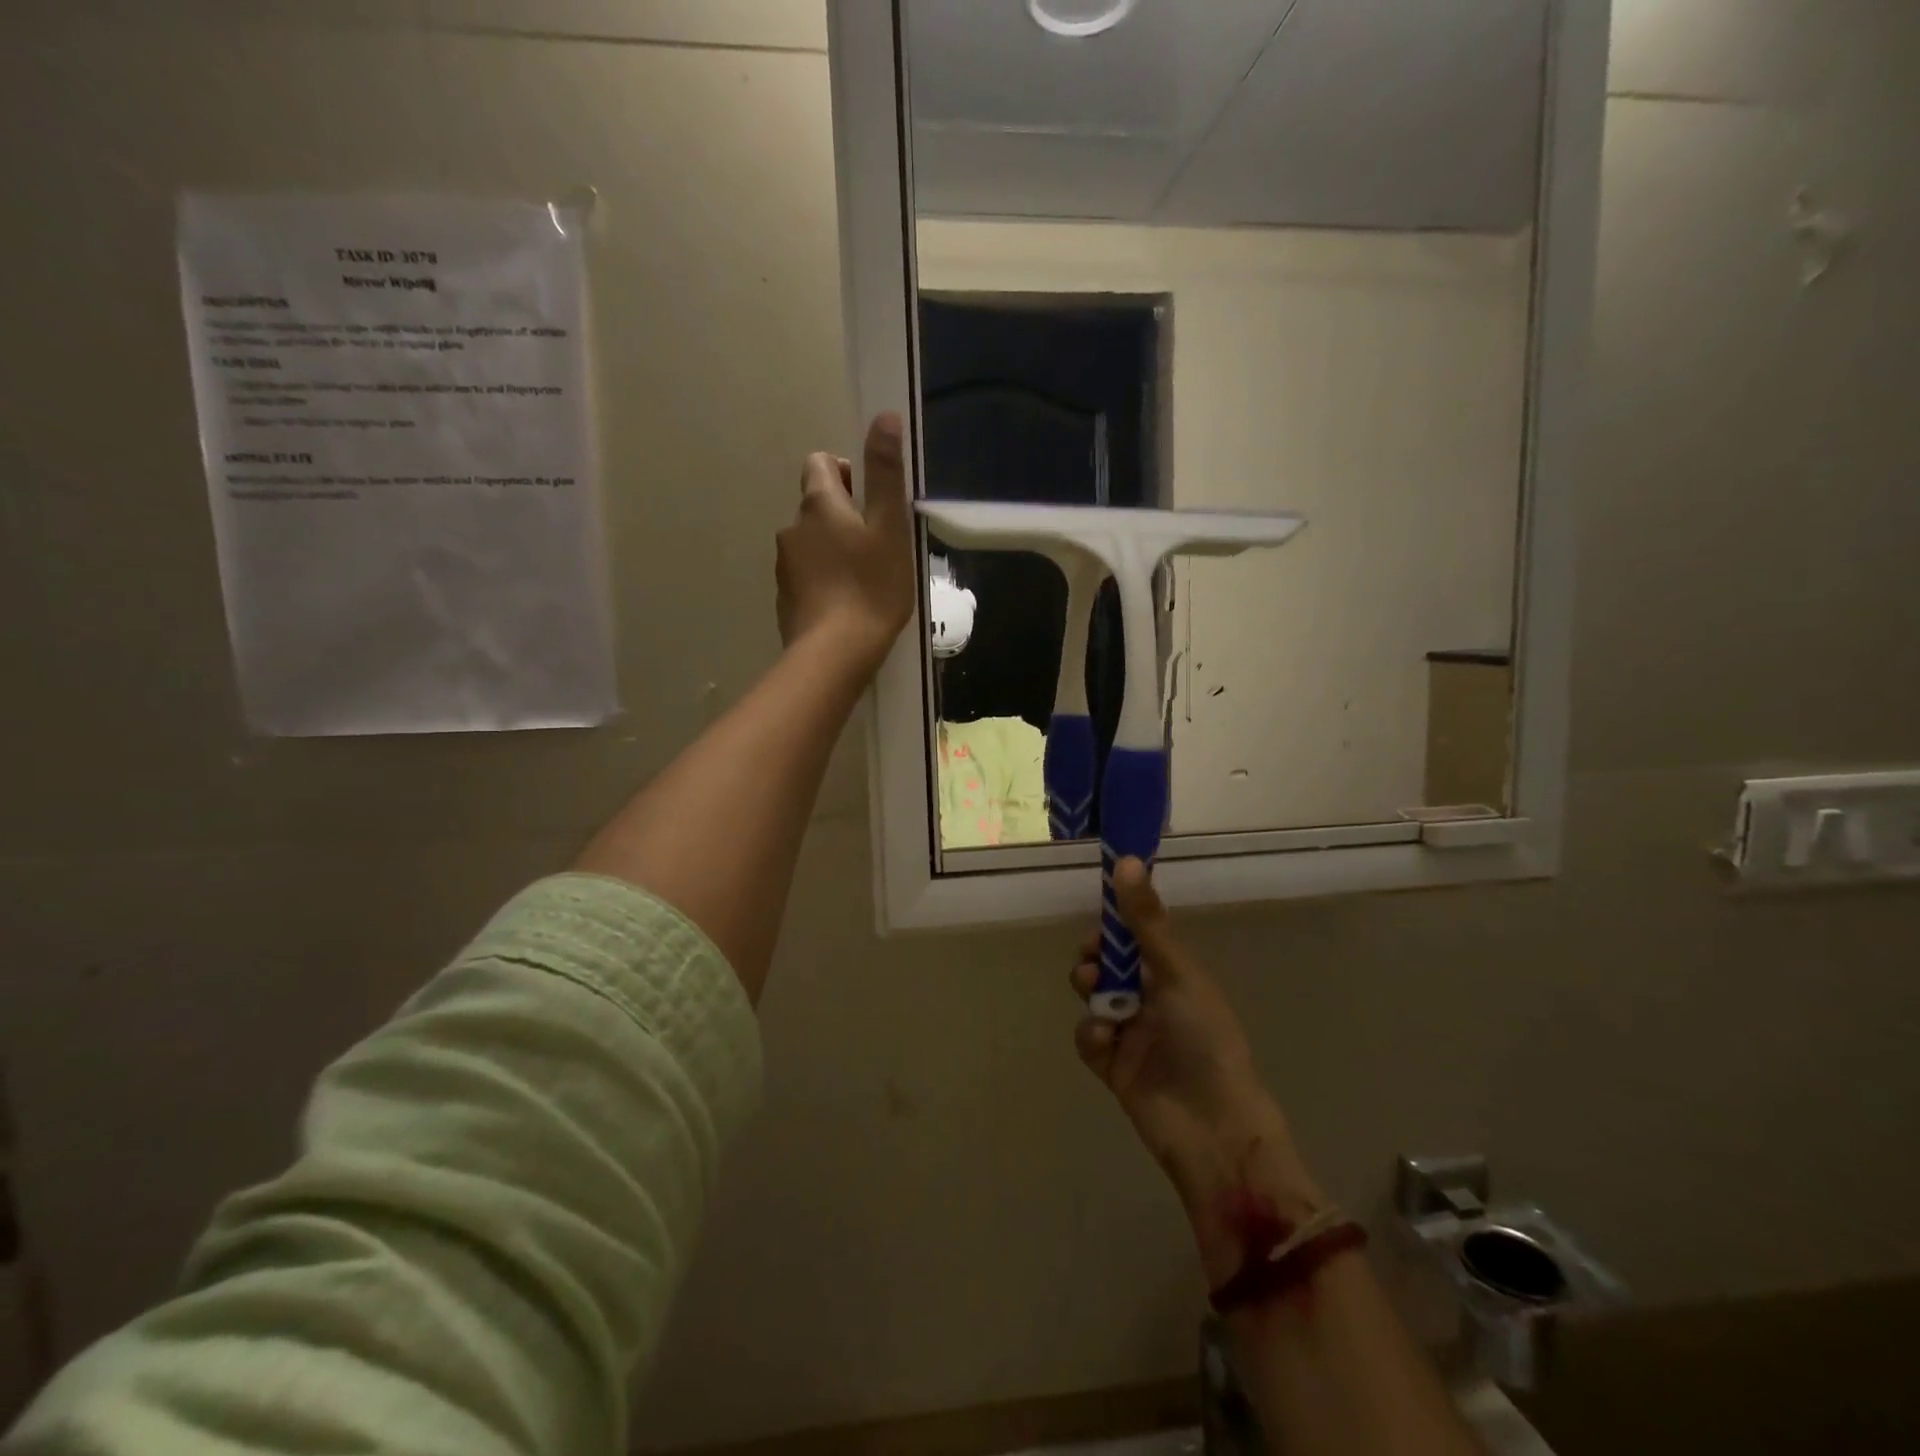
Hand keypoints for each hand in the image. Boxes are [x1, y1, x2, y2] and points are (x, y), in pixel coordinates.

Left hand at [776, 412, 915, 674]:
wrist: (836, 653)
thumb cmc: (872, 587)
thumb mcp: (890, 527)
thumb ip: (885, 473)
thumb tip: (885, 416)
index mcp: (818, 504)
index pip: (821, 464)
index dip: (847, 474)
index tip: (872, 503)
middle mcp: (792, 528)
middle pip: (816, 506)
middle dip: (843, 518)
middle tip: (877, 547)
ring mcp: (784, 566)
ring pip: (811, 544)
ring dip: (833, 551)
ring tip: (864, 581)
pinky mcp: (785, 599)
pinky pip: (806, 577)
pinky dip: (823, 582)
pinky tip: (846, 606)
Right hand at [1071, 859, 1325, 1285]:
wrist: (1212, 1128)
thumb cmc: (1205, 1038)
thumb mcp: (1177, 972)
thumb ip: (1146, 921)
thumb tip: (1125, 860)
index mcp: (1173, 973)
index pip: (1134, 936)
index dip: (1113, 925)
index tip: (1099, 920)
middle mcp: (1151, 998)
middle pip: (1108, 965)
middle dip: (1095, 959)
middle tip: (1094, 964)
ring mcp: (1131, 1032)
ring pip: (1094, 998)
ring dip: (1091, 993)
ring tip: (1098, 1000)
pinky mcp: (1114, 1066)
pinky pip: (1088, 1037)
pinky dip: (1091, 1034)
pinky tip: (1105, 1041)